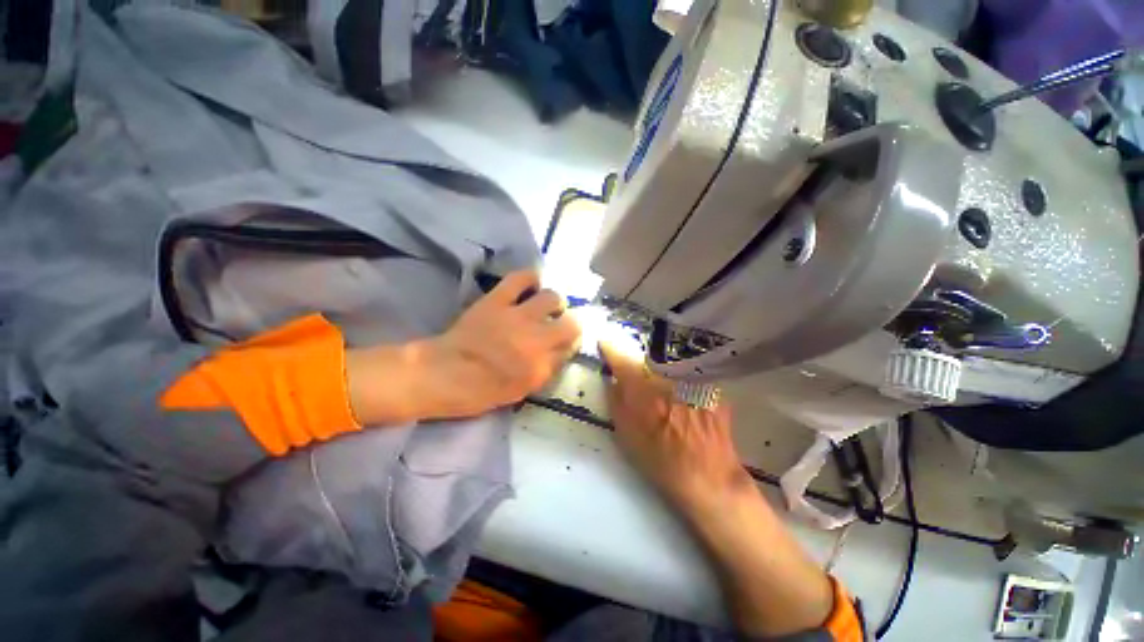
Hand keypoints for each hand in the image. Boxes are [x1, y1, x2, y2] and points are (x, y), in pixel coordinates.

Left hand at [413, 270, 580, 418]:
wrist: (443, 374)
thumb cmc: (481, 390)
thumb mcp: (522, 390)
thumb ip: (547, 369)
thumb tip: (562, 350)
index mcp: (541, 365)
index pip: (572, 346)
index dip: (573, 343)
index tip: (567, 342)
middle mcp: (536, 338)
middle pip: (572, 322)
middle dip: (570, 323)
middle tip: (558, 324)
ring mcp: (517, 316)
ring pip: (552, 297)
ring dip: (554, 302)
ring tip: (545, 305)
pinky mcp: (497, 300)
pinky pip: (521, 278)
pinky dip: (531, 278)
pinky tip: (532, 285)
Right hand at [600, 343, 834, 637]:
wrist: (709, 479)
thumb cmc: (661, 460)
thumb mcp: (627, 435)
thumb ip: (616, 402)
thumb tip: (613, 380)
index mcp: (644, 390)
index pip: (622, 359)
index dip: (611, 347)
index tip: (605, 341)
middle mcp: (668, 379)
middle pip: (647, 357)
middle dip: (639, 359)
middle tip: (636, 370)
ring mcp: (693, 382)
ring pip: (670, 364)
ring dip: (661, 368)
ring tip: (662, 385)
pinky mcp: (711, 388)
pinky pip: (691, 376)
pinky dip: (683, 380)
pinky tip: (685, 397)